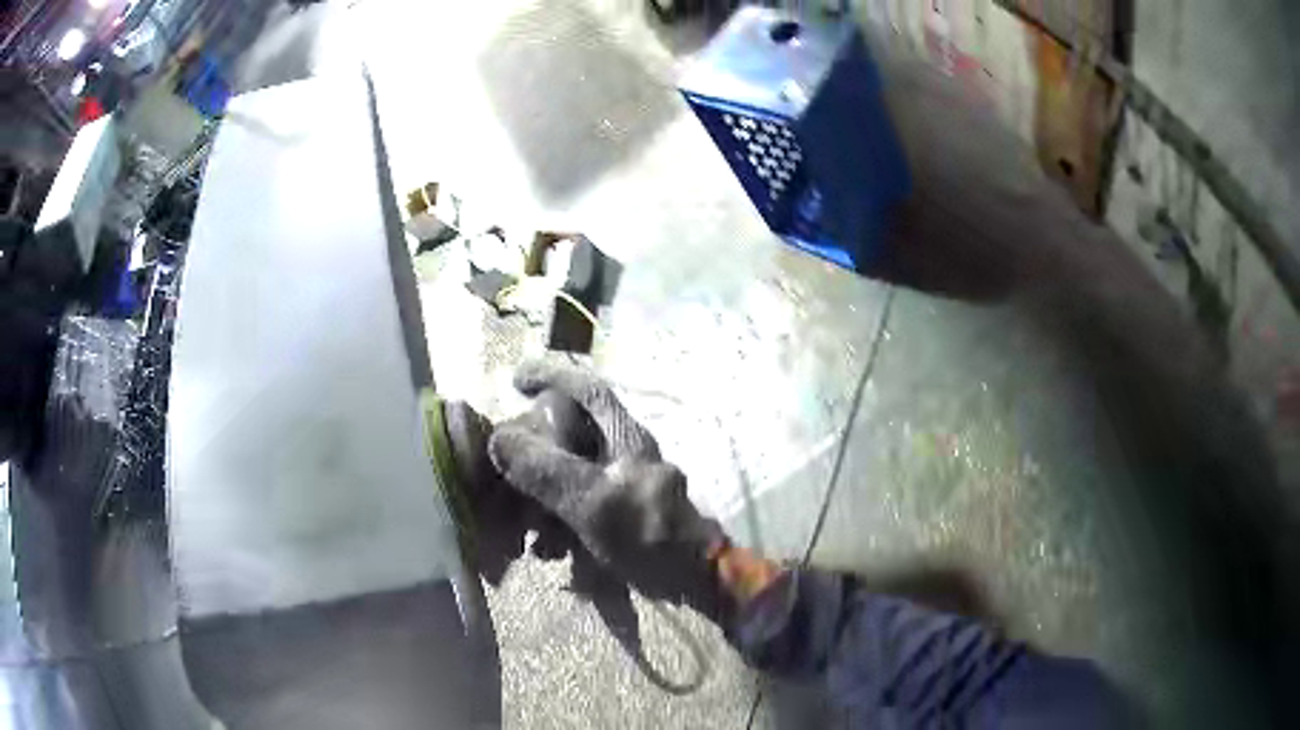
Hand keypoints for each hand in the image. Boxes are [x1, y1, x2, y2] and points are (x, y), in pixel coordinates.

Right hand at [488, 361, 728, 614]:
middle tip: (504, 474)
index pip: (588, 390)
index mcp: (625, 438)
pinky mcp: (623, 518)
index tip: (516, 381)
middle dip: (532, 454)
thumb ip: (547, 471)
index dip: (552, 376)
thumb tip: (501, 439)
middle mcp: (626, 455)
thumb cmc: (650, 536)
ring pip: (569, 476)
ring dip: (539, 500)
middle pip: (570, 435)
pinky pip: (578, 510)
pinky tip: (547, 551)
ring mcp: (624, 487)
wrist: (692, 582)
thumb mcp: (594, 502)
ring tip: (522, 530)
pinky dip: (558, 526)